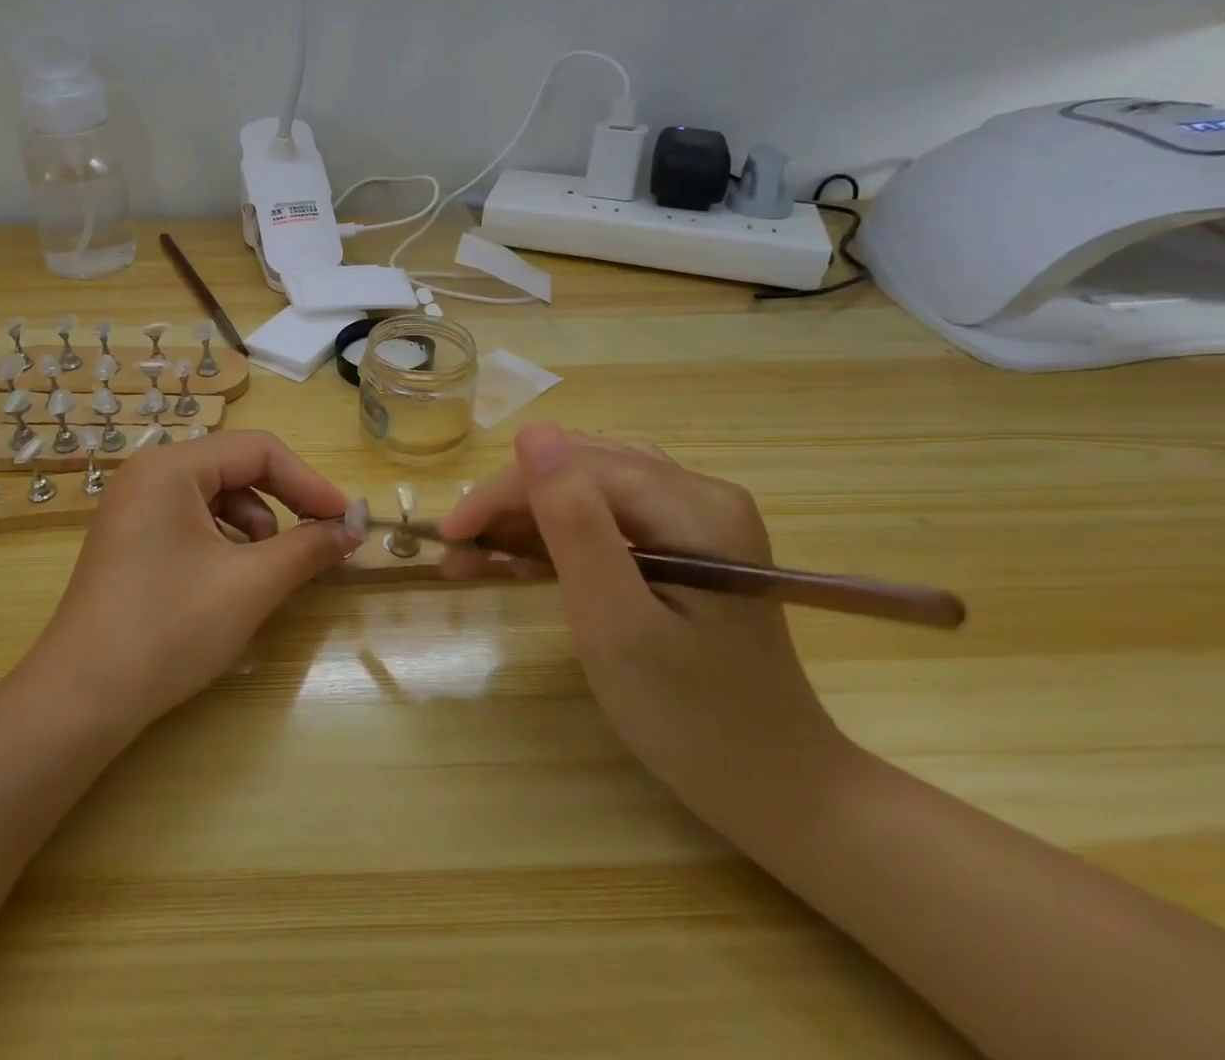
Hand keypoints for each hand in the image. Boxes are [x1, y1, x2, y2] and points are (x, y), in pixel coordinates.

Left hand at [17, 431, 359, 731]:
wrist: (82, 699)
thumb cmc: (169, 627)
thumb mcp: (251, 584)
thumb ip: (308, 548)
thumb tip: (354, 528)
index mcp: (172, 466)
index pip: (259, 450)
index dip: (310, 483)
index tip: (347, 520)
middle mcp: (149, 474)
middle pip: (236, 469)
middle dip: (284, 504)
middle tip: (321, 541)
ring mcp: (134, 506)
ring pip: (216, 498)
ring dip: (254, 528)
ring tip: (265, 573)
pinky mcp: (130, 539)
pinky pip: (192, 522)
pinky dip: (224, 544)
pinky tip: (230, 582)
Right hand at [439, 424, 850, 826]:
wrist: (775, 790)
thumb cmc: (691, 717)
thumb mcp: (617, 623)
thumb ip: (575, 524)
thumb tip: (533, 433)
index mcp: (694, 506)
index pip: (575, 467)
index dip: (503, 493)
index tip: (449, 537)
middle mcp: (700, 495)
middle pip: (580, 470)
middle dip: (510, 505)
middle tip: (458, 552)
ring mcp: (696, 519)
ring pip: (587, 489)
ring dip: (527, 517)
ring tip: (479, 555)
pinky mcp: (686, 546)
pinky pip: (606, 517)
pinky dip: (558, 537)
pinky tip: (523, 560)